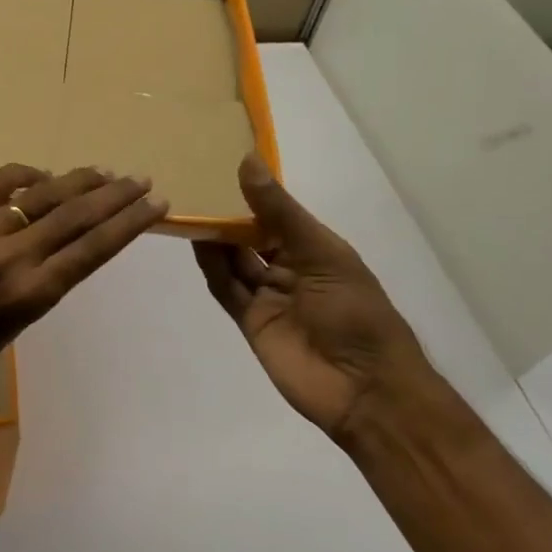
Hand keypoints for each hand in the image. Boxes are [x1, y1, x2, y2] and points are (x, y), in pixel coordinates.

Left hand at [0, 164, 167, 412]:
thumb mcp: (16, 327)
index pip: (93, 248)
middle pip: (75, 215)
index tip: (156, 204)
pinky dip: (18, 174)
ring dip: (75, 181)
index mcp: (31, 295)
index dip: (130, 223)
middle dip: (114, 195)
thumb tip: (62, 239)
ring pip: (38, 195)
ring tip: (101, 172)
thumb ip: (41, 282)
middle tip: (139, 179)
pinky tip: (38, 174)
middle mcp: (10, 259)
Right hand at [194, 156, 436, 443]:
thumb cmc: (355, 313)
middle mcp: (291, 268)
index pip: (277, 214)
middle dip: (227, 215)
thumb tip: (246, 161)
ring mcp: (270, 296)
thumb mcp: (322, 253)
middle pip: (252, 236)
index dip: (252, 193)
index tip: (220, 165)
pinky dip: (212, 267)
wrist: (364, 390)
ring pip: (235, 261)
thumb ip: (279, 212)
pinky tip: (195, 243)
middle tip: (193, 185)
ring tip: (187, 207)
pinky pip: (227, 289)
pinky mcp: (251, 322)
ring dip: (215, 238)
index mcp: (316, 249)